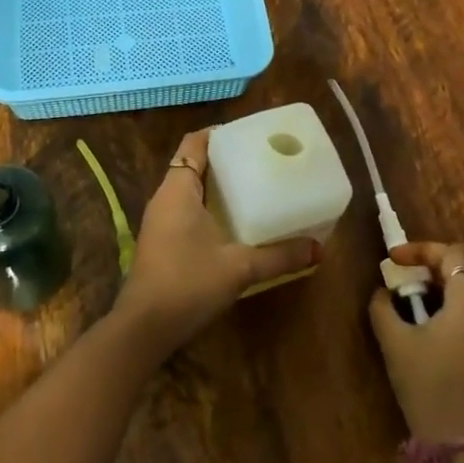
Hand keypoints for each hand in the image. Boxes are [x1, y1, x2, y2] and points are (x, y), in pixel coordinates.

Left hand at [112, 129, 318, 357]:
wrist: (145, 327)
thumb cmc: (188, 283)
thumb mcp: (239, 268)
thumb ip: (279, 256)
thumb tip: (318, 249)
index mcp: (178, 189)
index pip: (194, 143)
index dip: (219, 134)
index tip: (249, 136)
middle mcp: (165, 197)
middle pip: (193, 163)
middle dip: (224, 160)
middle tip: (260, 161)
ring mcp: (160, 221)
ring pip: (189, 189)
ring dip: (216, 186)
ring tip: (253, 188)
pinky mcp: (161, 241)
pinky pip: (186, 210)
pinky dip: (208, 207)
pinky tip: (234, 222)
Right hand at [369, 242, 463, 439]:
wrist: (460, 441)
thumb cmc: (427, 384)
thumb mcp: (394, 342)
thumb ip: (383, 307)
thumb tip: (383, 292)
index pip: (454, 255)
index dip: (422, 250)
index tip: (394, 260)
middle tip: (436, 261)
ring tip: (432, 289)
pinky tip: (441, 319)